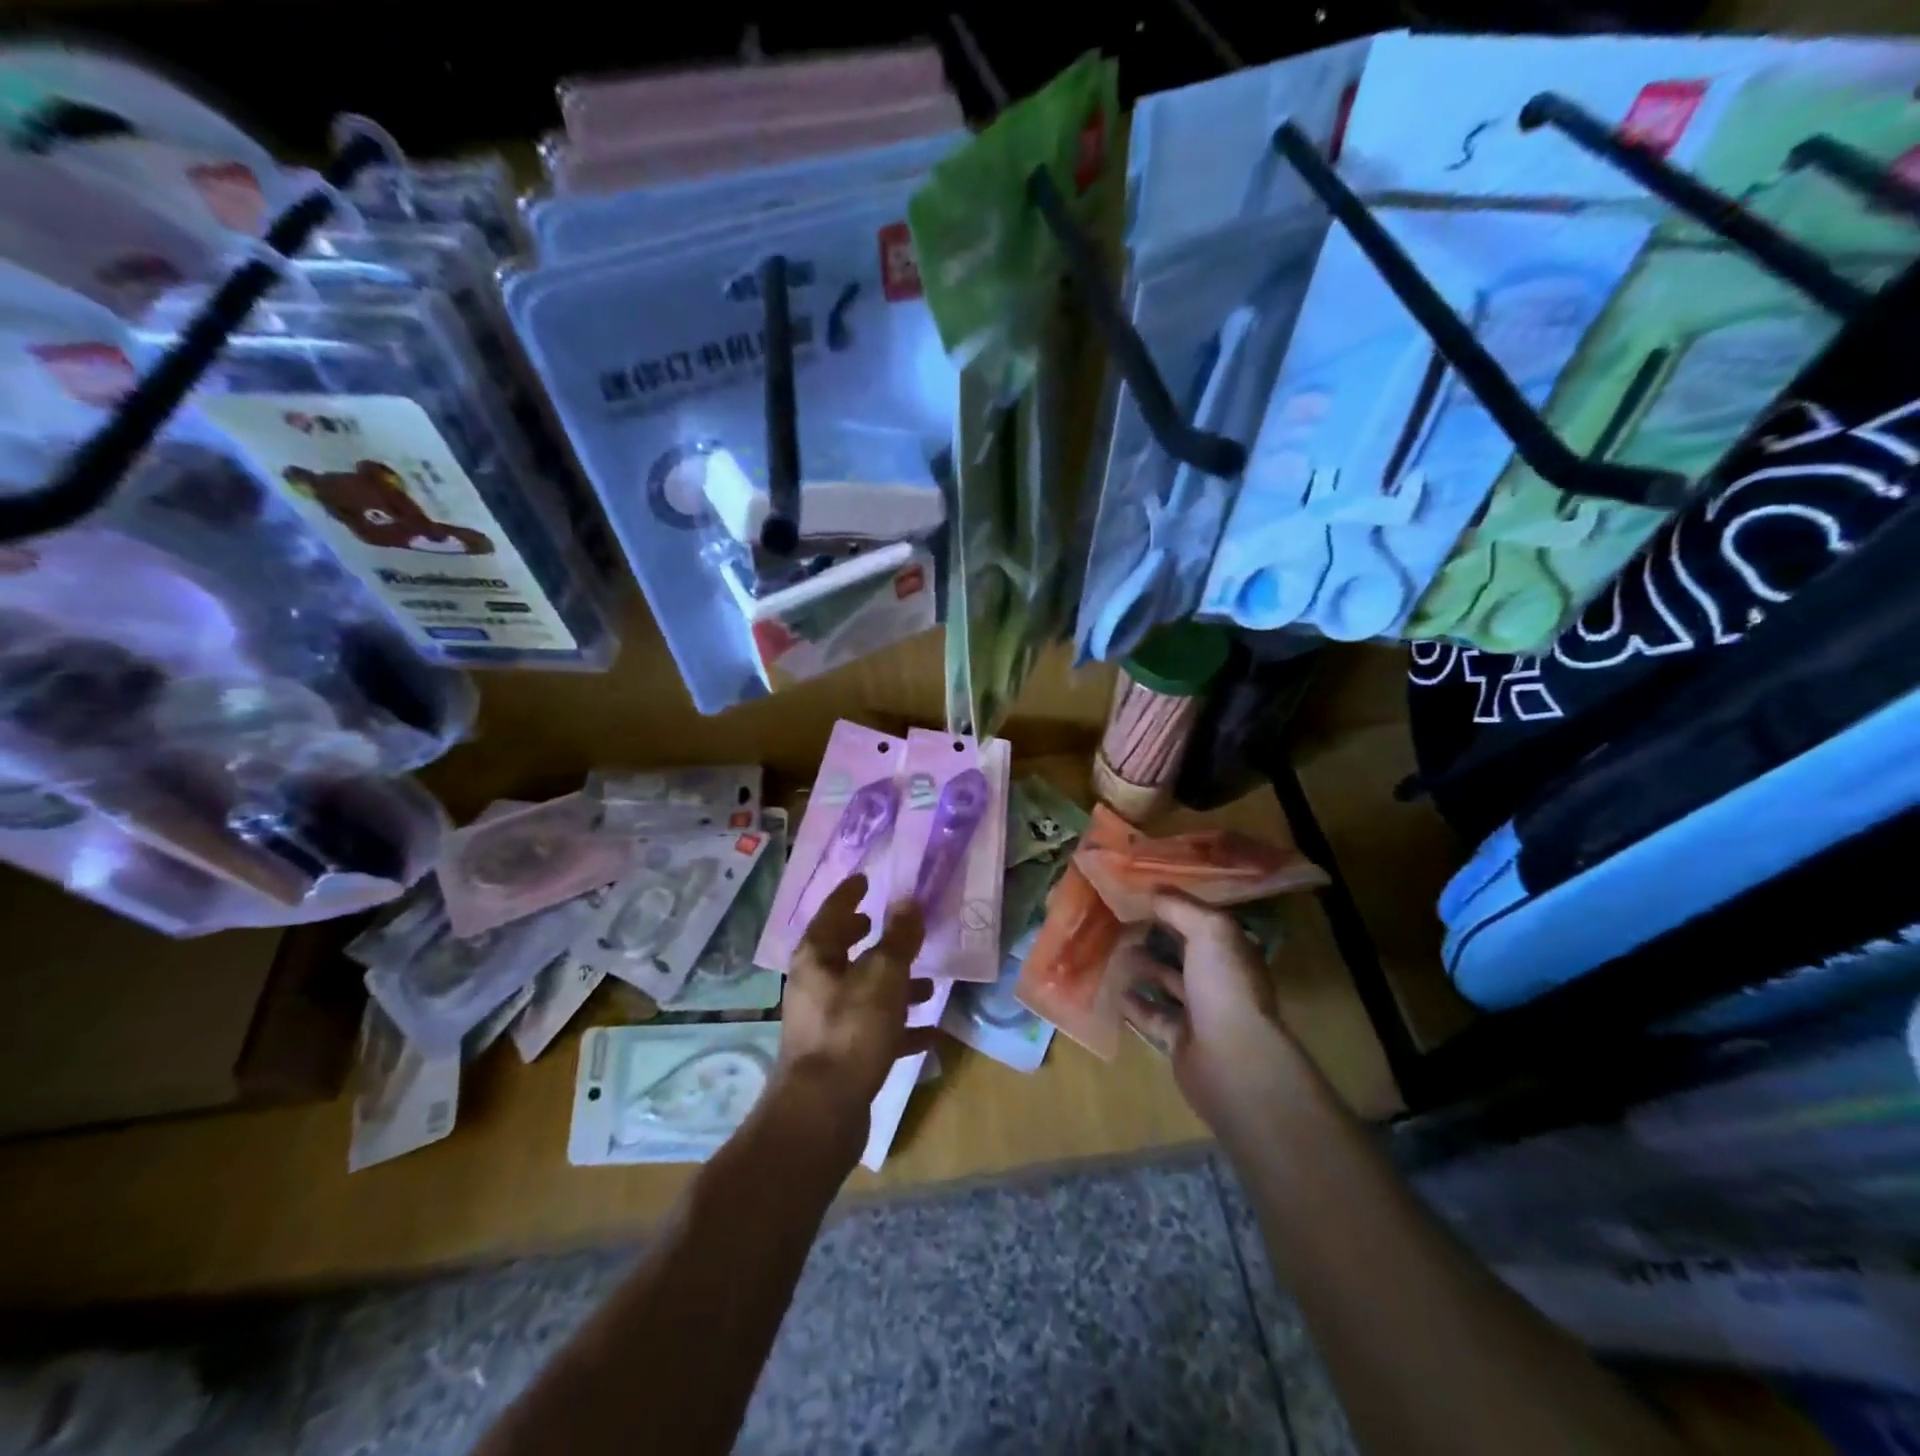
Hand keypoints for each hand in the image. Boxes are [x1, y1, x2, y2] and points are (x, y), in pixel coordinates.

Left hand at [778, 874, 934, 1137]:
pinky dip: (898, 1027)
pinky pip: (873, 1031)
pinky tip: (928, 1034)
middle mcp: (815, 986)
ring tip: (928, 984)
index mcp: (816, 958)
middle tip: (886, 923)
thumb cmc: (852, 1030)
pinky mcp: (839, 1056)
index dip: (849, 894)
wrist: (822, 1113)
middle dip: (867, 938)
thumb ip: (899, 938)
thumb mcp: (884, 976)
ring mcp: (825, 1023)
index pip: (831, 912)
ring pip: (862, 992)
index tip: (866, 879)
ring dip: (893, 984)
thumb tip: (907, 900)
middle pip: (842, 952)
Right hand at [1116, 892, 1298, 1130]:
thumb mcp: (1208, 931)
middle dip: (1156, 936)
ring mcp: (1201, 1012)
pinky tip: (1112, 989)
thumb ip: (1180, 907)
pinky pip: (1153, 1016)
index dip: (1175, 906)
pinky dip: (1134, 1004)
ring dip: (1143, 968)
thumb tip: (1153, 890)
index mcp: (1232, 952)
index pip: (1203, 922)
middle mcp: (1220, 980)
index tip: (1141, 893)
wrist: (1230, 1059)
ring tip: (1112, 950)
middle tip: (1119, 920)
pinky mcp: (1181, 1040)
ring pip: (1167, 982)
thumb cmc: (1224, 986)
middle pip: (1184, 952)